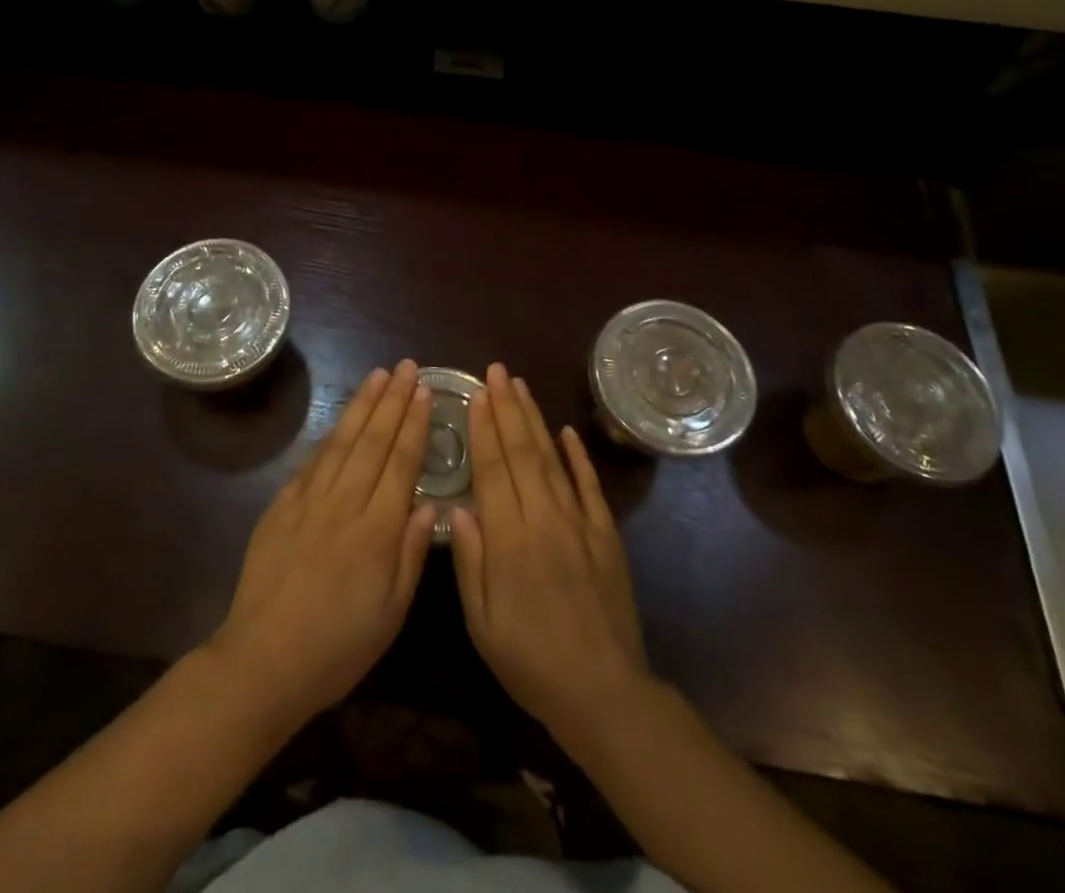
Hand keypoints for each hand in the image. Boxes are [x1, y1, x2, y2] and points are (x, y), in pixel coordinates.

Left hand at [210, 361, 437, 727]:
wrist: (263, 660)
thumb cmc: (338, 646)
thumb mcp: (391, 612)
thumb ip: (410, 552)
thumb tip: (429, 503)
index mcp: (377, 529)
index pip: (401, 462)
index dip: (415, 423)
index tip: (425, 390)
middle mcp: (345, 502)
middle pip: (373, 440)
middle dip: (393, 400)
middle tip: (407, 366)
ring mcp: (309, 500)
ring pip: (342, 441)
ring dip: (362, 405)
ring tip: (378, 376)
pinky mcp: (281, 506)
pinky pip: (312, 462)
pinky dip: (329, 435)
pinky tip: (339, 419)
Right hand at [450, 364, 652, 748]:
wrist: (605, 693)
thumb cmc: (531, 662)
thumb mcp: (483, 623)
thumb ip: (469, 561)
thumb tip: (457, 507)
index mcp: (511, 540)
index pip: (493, 470)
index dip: (483, 429)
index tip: (475, 394)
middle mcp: (545, 519)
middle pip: (523, 453)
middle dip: (507, 408)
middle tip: (496, 371)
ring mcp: (580, 524)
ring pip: (553, 460)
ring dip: (535, 420)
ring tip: (521, 387)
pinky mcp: (606, 535)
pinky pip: (590, 486)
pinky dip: (578, 456)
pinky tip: (566, 431)